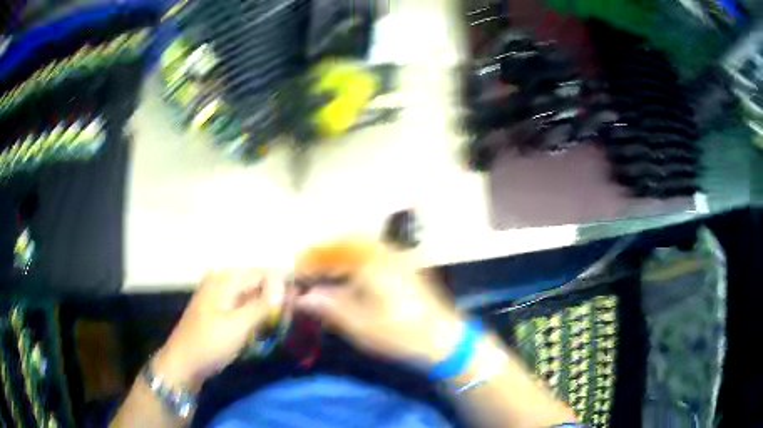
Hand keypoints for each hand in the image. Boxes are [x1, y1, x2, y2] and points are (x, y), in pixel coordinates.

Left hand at [155, 270, 285, 390]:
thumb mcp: (239, 326)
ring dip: (267, 308)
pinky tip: (261, 327)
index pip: (265, 273)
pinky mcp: (218, 305)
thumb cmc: (210, 344)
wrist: (183, 362)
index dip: (284, 286)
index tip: (299, 304)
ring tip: (277, 326)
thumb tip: (288, 285)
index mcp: (225, 278)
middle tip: (288, 320)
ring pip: (253, 293)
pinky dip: (255, 313)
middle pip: (259, 281)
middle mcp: (222, 278)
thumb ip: (263, 304)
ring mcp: (218, 291)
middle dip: (276, 298)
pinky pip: (243, 302)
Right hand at [293, 238, 464, 365]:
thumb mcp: (362, 326)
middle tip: (307, 265)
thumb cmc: (402, 334)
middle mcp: (384, 253)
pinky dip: (355, 253)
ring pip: (361, 242)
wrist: (444, 337)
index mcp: (371, 265)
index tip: (296, 270)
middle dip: (324, 249)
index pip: (332, 253)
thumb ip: (331, 308)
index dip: (311, 260)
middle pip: (346, 240)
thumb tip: (303, 298)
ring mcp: (397, 257)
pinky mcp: (405, 265)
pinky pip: (374, 249)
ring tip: (324, 267)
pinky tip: (350, 271)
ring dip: (339, 249)